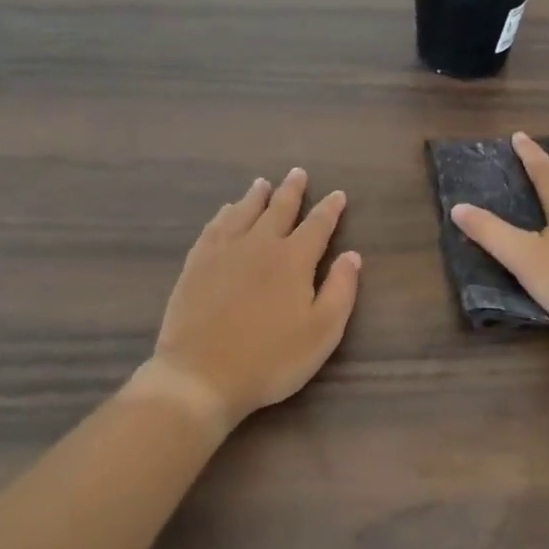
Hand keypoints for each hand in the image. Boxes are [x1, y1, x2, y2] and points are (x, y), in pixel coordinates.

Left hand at [140, 169, 361, 436]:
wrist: (201, 375)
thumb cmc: (270, 359)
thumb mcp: (321, 332)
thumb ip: (341, 290)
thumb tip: (352, 255)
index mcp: (293, 259)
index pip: (317, 225)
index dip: (330, 209)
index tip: (338, 194)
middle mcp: (259, 244)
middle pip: (278, 209)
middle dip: (291, 191)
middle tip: (297, 173)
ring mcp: (223, 251)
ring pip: (243, 212)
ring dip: (256, 196)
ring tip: (262, 183)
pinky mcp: (196, 264)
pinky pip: (214, 227)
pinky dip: (224, 214)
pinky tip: (226, 211)